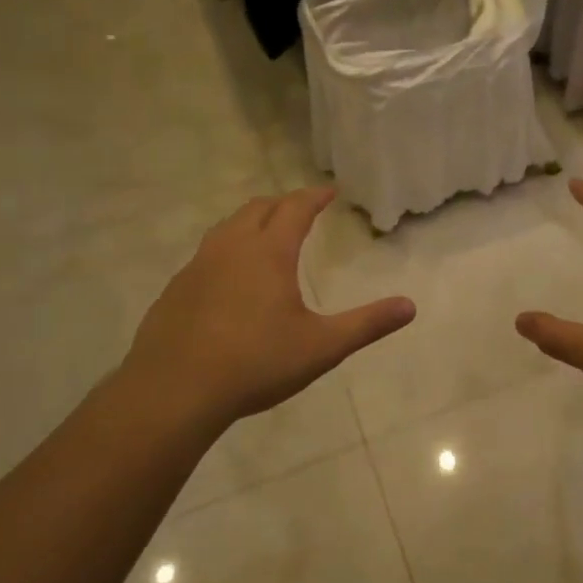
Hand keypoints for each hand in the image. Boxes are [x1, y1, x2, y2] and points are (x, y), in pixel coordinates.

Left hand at [120, 188, 413, 431]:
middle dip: (282, 204)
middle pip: (257, 209)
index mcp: (268, 252)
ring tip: (264, 234)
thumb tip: (409, 306)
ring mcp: (197, 267)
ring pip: (226, 228)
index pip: (295, 209)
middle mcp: (231, 248)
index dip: (315, 197)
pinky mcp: (175, 290)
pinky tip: (228, 278)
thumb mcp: (321, 347)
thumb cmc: (255, 363)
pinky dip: (226, 250)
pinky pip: (205, 255)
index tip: (329, 190)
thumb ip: (366, 324)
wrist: (172, 392)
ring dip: (250, 222)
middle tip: (300, 209)